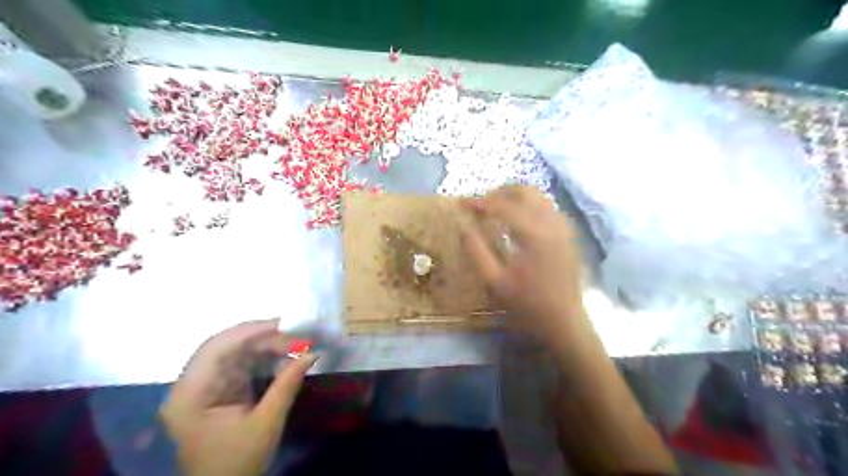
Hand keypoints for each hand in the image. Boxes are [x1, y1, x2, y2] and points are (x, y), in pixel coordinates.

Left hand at [157, 320, 317, 474]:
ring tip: (294, 344)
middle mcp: (190, 385)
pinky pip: (238, 364)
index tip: (284, 324)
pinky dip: (261, 358)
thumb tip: (313, 352)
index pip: (216, 348)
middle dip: (262, 338)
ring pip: (233, 352)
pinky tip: (281, 356)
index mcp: (191, 395)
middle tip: (296, 337)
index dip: (250, 331)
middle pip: (225, 346)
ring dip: (264, 346)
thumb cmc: (238, 462)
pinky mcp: (216, 390)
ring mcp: (202, 387)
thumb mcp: (267, 423)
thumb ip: (287, 384)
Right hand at [463, 185, 582, 341]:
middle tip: (482, 203)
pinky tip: (522, 220)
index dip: (479, 202)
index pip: (502, 206)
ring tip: (499, 208)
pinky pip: (549, 208)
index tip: (462, 202)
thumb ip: (477, 252)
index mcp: (533, 234)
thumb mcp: (495, 282)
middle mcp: (551, 224)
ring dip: (517, 197)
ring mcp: (563, 228)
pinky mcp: (568, 236)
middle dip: (501, 192)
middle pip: (525, 191)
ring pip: (539, 197)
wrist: (565, 321)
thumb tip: (464, 228)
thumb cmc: (528, 304)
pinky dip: (531, 206)